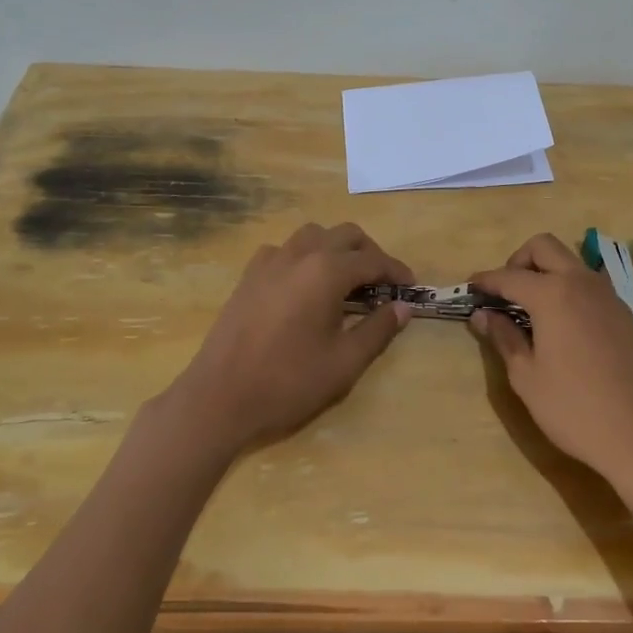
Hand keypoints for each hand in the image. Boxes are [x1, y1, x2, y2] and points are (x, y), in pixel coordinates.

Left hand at [166, 222, 413, 455]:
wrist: (220, 398)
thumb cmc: (288, 382)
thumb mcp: (344, 362)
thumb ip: (378, 329)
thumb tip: (403, 307)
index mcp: (326, 271)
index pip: (373, 260)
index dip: (397, 271)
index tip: (412, 287)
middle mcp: (299, 254)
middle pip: (344, 235)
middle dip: (369, 253)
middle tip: (382, 283)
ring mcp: (269, 261)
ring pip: (313, 235)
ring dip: (336, 248)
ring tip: (345, 280)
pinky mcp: (249, 275)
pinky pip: (283, 250)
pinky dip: (303, 257)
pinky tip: (304, 286)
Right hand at [470, 233, 632, 492]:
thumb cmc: (575, 409)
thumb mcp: (527, 378)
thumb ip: (504, 338)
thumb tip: (482, 315)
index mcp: (553, 295)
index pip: (509, 276)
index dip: (486, 280)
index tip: (470, 287)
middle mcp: (582, 284)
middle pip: (544, 247)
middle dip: (519, 260)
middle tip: (506, 292)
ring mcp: (610, 297)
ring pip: (572, 263)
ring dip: (548, 272)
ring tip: (533, 309)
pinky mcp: (627, 316)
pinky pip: (592, 287)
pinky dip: (571, 291)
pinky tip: (566, 328)